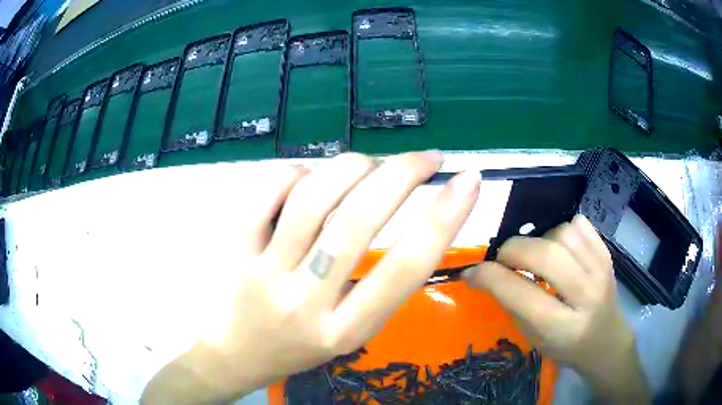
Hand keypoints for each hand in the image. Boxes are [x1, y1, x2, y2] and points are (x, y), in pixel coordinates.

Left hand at [141, 152, 480, 403]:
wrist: (232, 355)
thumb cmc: (295, 347)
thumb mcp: (346, 331)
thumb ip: (375, 284)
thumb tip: (395, 206)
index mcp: (344, 330)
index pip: (405, 269)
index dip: (444, 219)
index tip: (468, 182)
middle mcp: (305, 302)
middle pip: (359, 223)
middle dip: (402, 175)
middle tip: (427, 157)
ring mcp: (264, 272)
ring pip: (314, 199)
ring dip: (353, 166)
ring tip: (369, 164)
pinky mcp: (234, 248)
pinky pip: (269, 191)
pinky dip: (298, 171)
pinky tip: (310, 176)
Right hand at [463, 215, 648, 402]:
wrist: (604, 340)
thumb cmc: (564, 346)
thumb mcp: (532, 338)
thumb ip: (512, 305)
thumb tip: (486, 274)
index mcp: (561, 327)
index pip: (520, 293)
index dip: (489, 277)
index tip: (471, 273)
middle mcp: (585, 296)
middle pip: (546, 255)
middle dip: (513, 250)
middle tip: (503, 260)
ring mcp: (601, 271)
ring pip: (563, 233)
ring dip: (540, 239)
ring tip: (536, 255)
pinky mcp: (607, 255)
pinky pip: (580, 225)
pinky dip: (561, 229)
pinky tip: (558, 247)